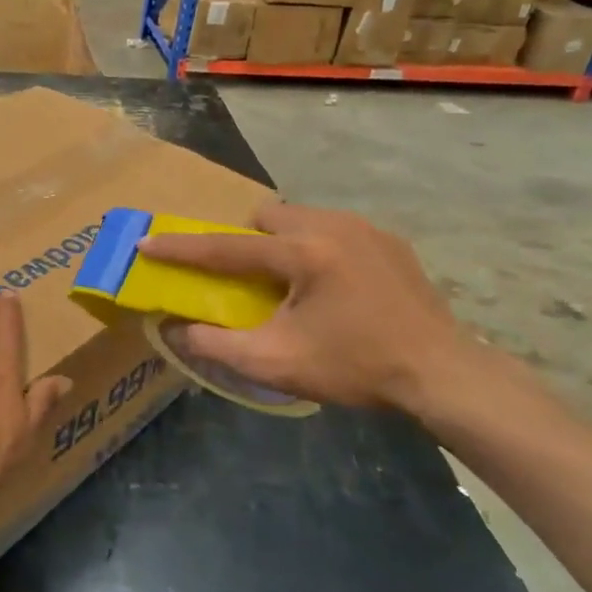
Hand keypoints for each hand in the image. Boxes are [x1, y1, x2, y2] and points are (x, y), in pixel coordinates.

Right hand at [138, 202, 479, 413]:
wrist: (443, 375)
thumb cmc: (356, 368)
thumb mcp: (276, 364)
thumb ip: (217, 345)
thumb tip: (176, 329)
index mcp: (303, 253)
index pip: (226, 246)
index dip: (182, 248)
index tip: (147, 242)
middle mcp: (332, 226)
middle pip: (267, 216)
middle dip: (246, 240)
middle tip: (250, 278)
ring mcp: (366, 229)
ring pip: (302, 217)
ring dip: (283, 241)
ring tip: (292, 284)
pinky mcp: (390, 241)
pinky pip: (334, 229)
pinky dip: (317, 248)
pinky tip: (334, 287)